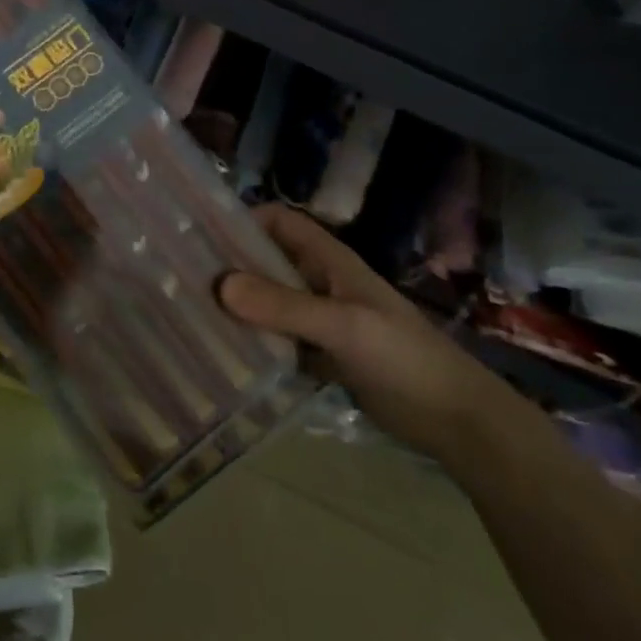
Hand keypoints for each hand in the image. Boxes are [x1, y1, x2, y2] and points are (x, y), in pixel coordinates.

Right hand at [219, 204, 524, 464]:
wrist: (456, 420)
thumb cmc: (403, 359)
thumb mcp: (344, 327)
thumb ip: (285, 306)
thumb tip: (219, 284)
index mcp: (330, 260)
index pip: (279, 221)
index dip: (243, 219)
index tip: (201, 236)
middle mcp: (321, 282)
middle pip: (268, 260)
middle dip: (231, 265)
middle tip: (184, 280)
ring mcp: (322, 320)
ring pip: (271, 301)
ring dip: (240, 306)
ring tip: (194, 315)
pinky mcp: (323, 354)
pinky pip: (280, 339)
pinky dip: (256, 342)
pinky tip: (226, 354)